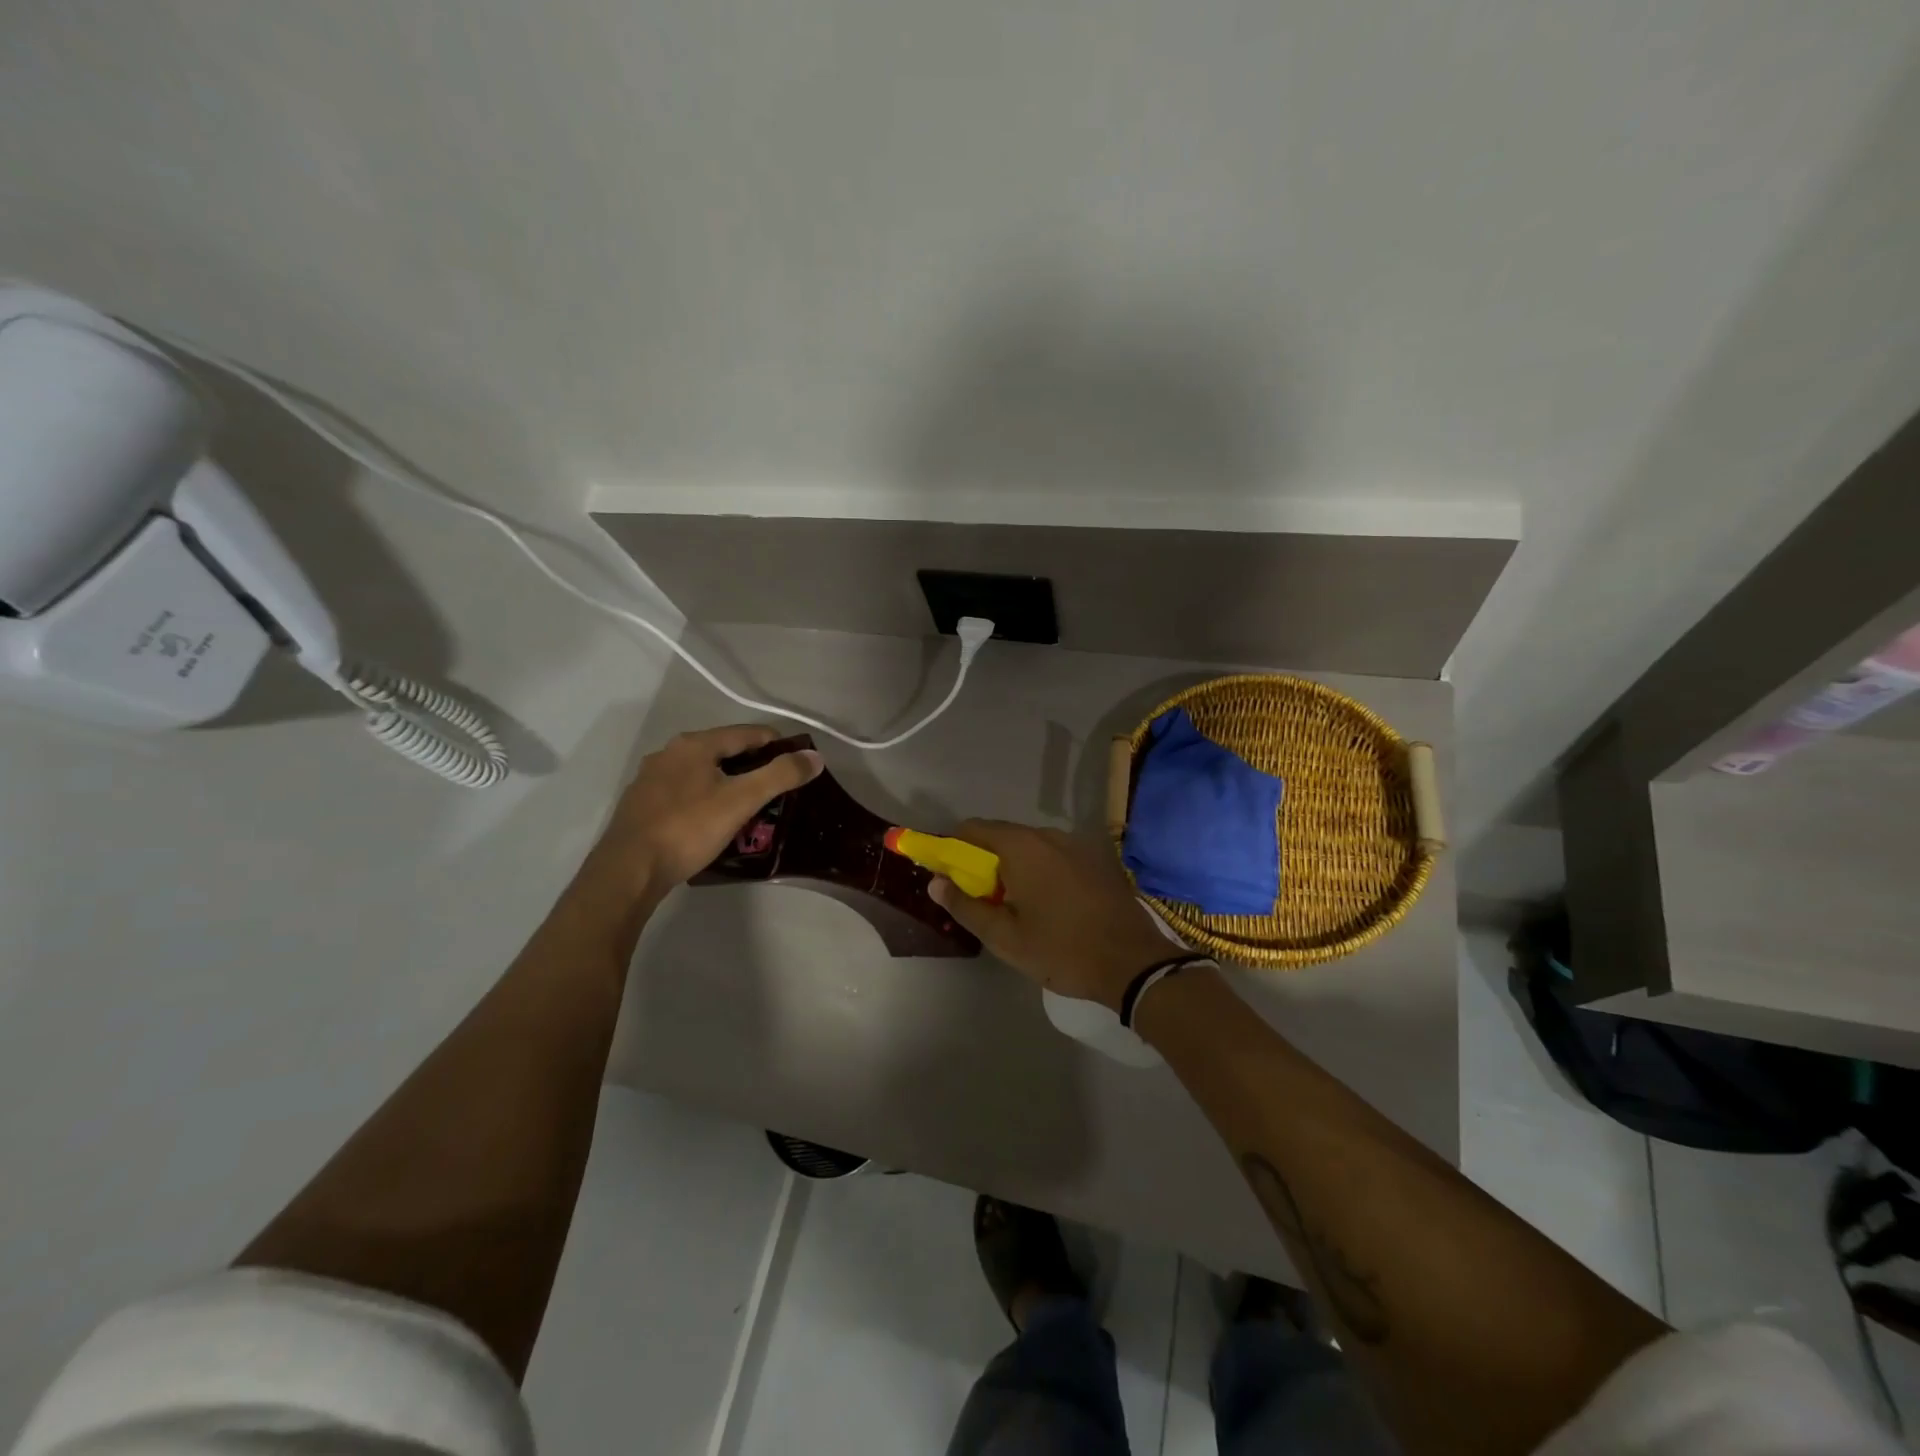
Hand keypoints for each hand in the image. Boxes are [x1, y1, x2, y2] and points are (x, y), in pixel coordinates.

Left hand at [590, 725, 822, 903]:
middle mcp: (670, 753)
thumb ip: (780, 775)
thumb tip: (814, 757)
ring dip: (728, 784)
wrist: (628, 871)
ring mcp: (651, 779)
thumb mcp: (742, 800)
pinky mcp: (642, 805)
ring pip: (702, 773)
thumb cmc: (689, 828)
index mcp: (694, 744)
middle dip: (753, 767)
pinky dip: (706, 800)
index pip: (747, 733)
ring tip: (749, 809)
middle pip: (724, 751)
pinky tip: (713, 823)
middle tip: (776, 791)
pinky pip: (685, 793)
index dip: (777, 745)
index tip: (797, 765)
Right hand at [928, 820, 1174, 1010]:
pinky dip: (1039, 869)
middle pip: (1001, 836)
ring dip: (1012, 865)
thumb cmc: (1062, 950)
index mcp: (1022, 846)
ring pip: (1029, 846)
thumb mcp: (1005, 937)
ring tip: (1012, 904)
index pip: (972, 829)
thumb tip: (935, 883)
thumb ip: (965, 906)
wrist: (1133, 962)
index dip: (951, 847)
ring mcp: (1076, 844)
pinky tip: (1046, 903)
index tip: (944, 873)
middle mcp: (1048, 835)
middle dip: (982, 860)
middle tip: (977, 897)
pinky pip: (1054, 855)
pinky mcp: (1096, 859)